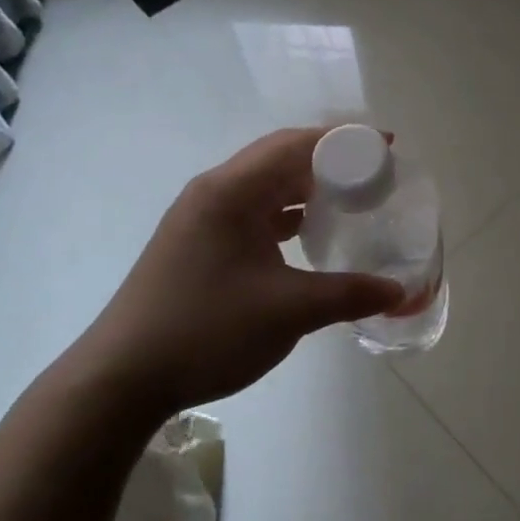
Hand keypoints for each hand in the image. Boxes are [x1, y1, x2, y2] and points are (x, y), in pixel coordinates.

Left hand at [62, 128, 404, 419]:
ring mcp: (201, 219)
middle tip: (376, 175)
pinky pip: (253, 214)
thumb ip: (349, 295)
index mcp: (231, 192)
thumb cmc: (206, 330)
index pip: (295, 144)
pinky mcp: (198, 244)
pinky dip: (287, 216)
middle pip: (280, 159)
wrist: (120, 379)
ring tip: (352, 201)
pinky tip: (311, 236)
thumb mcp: (289, 311)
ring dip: (308, 189)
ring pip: (265, 188)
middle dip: (330, 162)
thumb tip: (399, 292)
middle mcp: (214, 193)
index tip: (387, 147)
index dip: (344, 140)